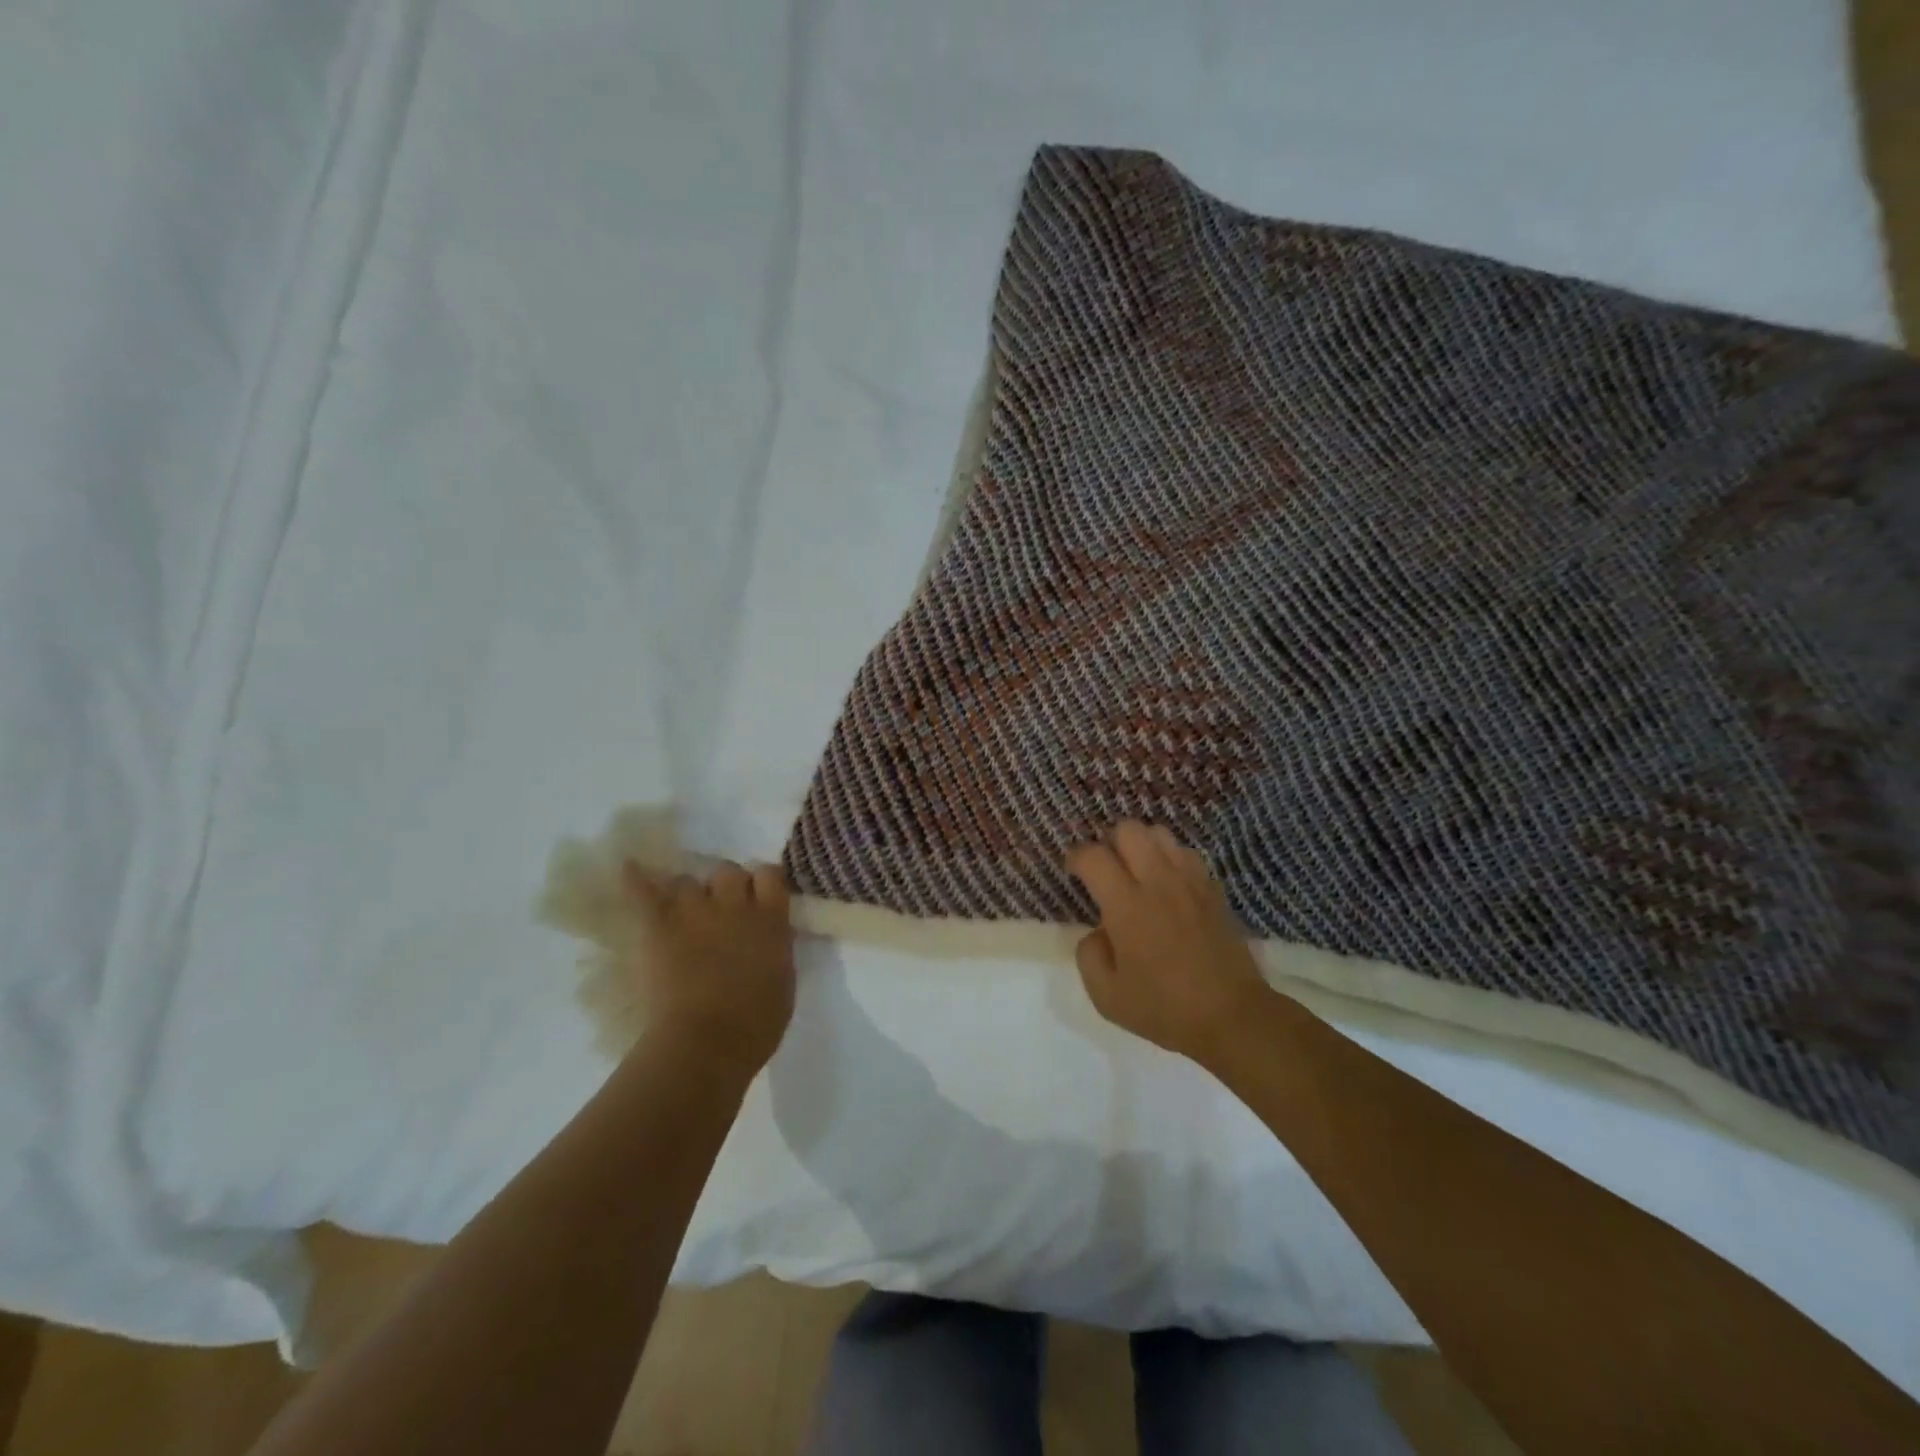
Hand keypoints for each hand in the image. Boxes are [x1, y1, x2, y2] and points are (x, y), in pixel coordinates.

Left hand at [620, 860, 795, 1077]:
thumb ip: (776, 946)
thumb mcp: (783, 978)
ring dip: (687, 895)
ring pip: (687, 881)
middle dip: (725, 887)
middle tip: (721, 911)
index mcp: (771, 919)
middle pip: (728, 871)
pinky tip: (629, 868)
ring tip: (682, 915)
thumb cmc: (756, 1023)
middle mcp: (735, 904)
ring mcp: (694, 912)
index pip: (770, 874)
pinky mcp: (658, 926)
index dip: (762, 883)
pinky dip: (634, 878)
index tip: (759, 897)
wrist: (707, 1043)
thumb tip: (768, 934)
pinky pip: (642, 891)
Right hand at [1065, 822, 1269, 1065]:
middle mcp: (1158, 881)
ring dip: (1142, 845)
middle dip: (1110, 841)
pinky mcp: (1213, 889)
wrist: (1232, 1016)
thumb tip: (1097, 931)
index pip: (1093, 855)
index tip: (1074, 872)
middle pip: (1129, 829)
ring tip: (1137, 871)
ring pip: (1160, 833)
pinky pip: (1186, 854)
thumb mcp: (1107, 996)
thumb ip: (1089, 955)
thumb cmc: (1165, 1008)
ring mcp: (1190, 881)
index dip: (1076, 857)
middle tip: (1107, 869)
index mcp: (1127, 905)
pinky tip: (1168, 884)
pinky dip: (1170, 859)